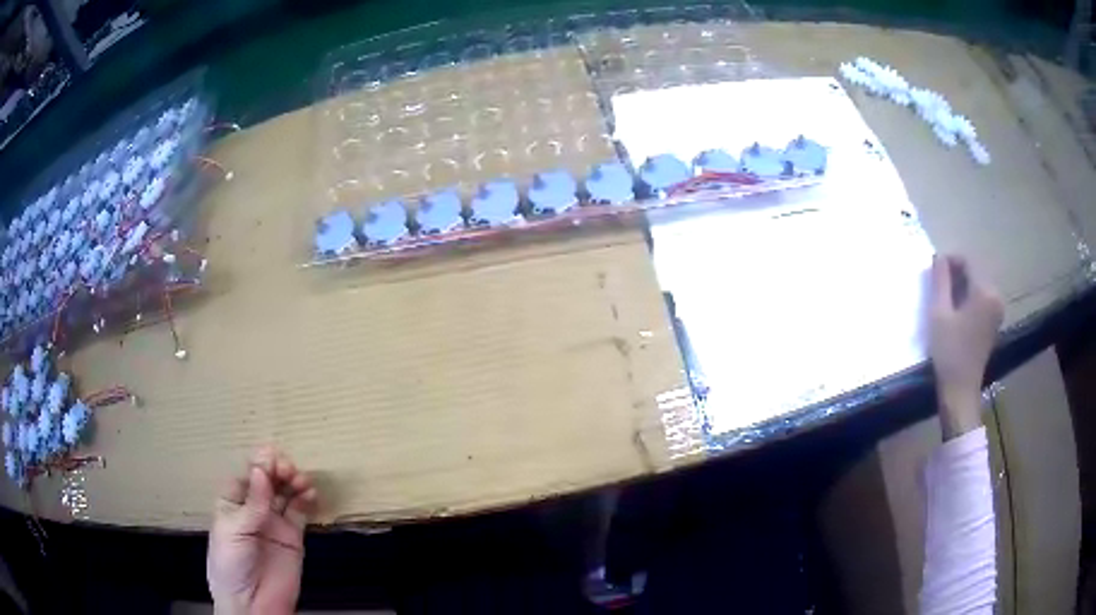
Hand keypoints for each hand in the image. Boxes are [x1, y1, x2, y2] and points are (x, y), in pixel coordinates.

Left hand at [207, 447, 316, 614]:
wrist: (252, 604)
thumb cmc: (230, 563)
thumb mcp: (234, 530)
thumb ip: (252, 503)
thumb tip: (261, 468)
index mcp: (232, 501)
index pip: (246, 474)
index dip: (258, 463)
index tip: (271, 458)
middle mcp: (254, 507)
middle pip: (268, 480)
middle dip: (278, 469)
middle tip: (287, 470)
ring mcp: (274, 521)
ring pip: (286, 493)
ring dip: (294, 481)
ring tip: (301, 481)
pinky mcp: (293, 537)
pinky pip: (301, 513)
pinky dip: (307, 500)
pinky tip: (310, 494)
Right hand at [928, 255, 1003, 438]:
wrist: (960, 391)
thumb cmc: (949, 352)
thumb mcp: (939, 313)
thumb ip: (940, 280)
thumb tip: (939, 257)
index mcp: (985, 291)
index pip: (967, 261)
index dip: (949, 261)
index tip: (933, 271)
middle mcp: (996, 296)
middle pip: (973, 272)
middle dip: (955, 274)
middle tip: (936, 287)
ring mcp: (997, 310)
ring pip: (976, 286)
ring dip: (960, 287)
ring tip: (944, 301)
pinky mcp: (994, 322)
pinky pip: (980, 299)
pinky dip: (968, 299)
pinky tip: (955, 313)